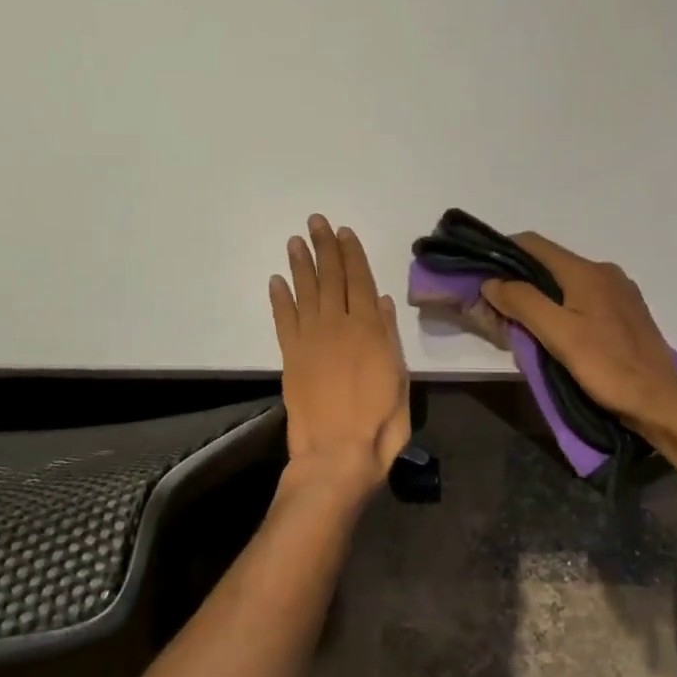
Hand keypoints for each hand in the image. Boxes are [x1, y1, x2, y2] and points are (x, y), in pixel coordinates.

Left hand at [269, 215, 410, 501]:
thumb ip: (389, 337)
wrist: (336, 454)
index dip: (351, 254)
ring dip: (300, 264)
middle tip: (316, 222)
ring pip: (305, 291)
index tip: (343, 231)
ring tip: (295, 241)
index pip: (360, 280)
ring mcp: (311, 339)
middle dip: (324, 248)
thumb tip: (382, 301)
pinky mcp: (290, 356)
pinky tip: (277, 280)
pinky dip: (279, 298)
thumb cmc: (379, 422)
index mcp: (370, 329)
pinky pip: (283, 319)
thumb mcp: (400, 379)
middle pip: (331, 277)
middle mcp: (339, 325)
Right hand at [479, 233, 676, 437]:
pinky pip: (585, 299)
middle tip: (497, 306)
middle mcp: (604, 272)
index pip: (534, 244)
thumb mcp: (558, 334)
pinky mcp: (628, 313)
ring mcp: (620, 292)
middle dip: (521, 280)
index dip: (504, 251)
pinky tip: (557, 333)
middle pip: (551, 263)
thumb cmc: (607, 366)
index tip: (482, 272)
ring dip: (542, 296)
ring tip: (523, 323)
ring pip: (568, 283)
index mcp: (586, 271)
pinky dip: (564, 308)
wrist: (660, 400)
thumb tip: (492, 281)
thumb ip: (523, 302)